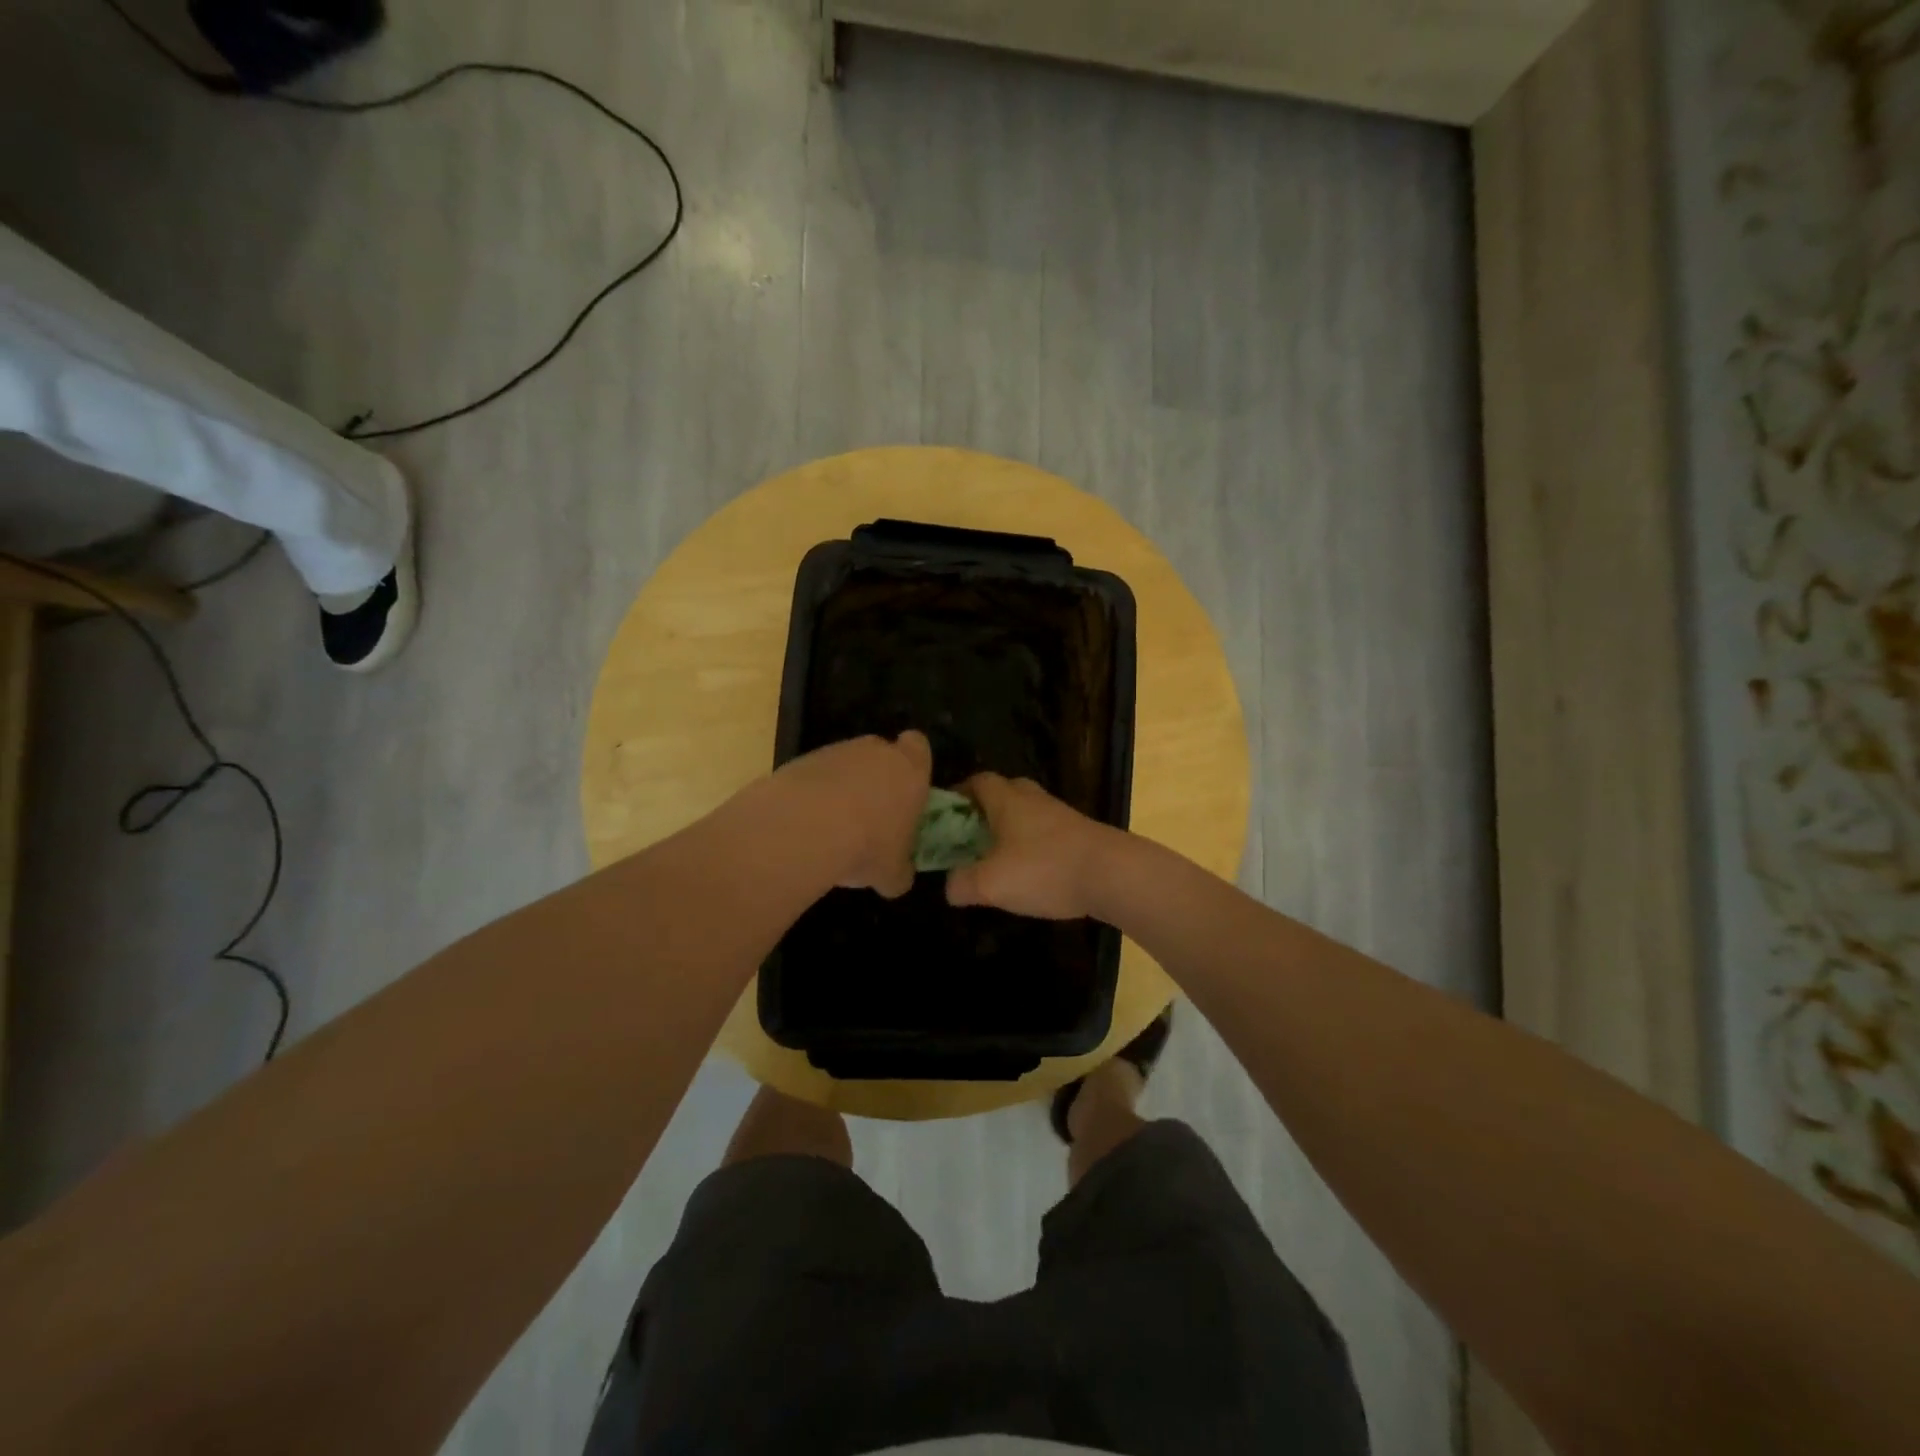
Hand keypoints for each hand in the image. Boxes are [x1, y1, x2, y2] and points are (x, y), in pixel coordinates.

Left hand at [773, 731, 931, 897]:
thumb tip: (899, 876)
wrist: (806, 828)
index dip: (913, 763)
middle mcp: (876, 751)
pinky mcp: (802, 760)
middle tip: (871, 816)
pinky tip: (805, 825)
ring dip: (842, 788)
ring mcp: (837, 751)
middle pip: (880, 754)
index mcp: (910, 770)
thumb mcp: (893, 874)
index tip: (906, 788)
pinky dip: (813, 794)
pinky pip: (815, 775)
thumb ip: (901, 869)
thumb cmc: (868, 846)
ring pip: (846, 765)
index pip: (918, 747)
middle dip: (876, 778)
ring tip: (832, 828)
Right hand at [945, 773, 1117, 919]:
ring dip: (1011, 830)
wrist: (1113, 874)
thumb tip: (950, 886)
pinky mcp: (1080, 834)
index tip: (944, 816)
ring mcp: (1061, 815)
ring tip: (997, 860)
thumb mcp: (990, 883)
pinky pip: (1047, 833)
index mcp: (1007, 799)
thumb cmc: (1044, 869)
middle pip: (1004, 792)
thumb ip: (962, 884)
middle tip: (970, 837)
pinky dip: (1033, 846)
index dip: (958, 794)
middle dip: (985, 811)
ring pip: (1027, 814)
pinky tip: (1030, 873)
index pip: (977, 781)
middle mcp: (1033, 799)